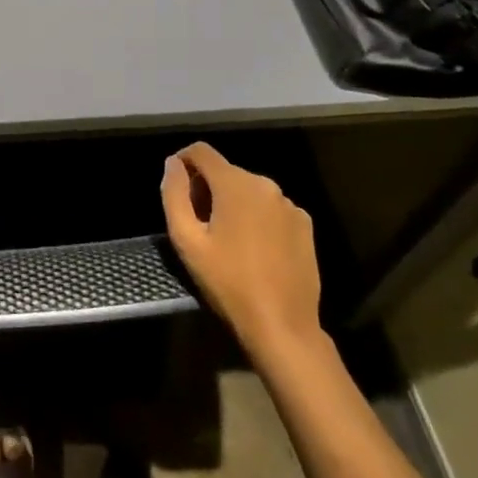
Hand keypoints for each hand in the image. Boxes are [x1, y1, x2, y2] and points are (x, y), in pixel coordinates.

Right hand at [160, 143, 324, 369]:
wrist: (282, 325)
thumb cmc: (227, 281)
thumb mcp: (186, 239)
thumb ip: (174, 194)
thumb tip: (173, 163)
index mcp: (235, 184)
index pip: (201, 152)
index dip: (182, 161)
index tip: (175, 186)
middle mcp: (266, 184)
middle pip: (225, 171)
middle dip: (206, 188)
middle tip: (196, 223)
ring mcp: (290, 205)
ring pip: (248, 190)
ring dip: (231, 203)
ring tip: (224, 238)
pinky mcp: (304, 225)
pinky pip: (270, 208)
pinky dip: (255, 217)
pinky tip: (252, 248)